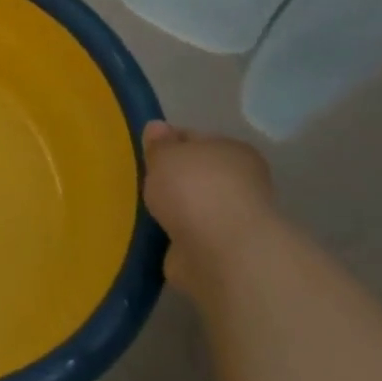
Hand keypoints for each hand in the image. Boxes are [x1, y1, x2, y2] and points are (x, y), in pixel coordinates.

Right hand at [141, 120, 274, 262]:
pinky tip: (153, 235)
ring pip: (193, 207)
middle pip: (197, 175)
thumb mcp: (165, 154)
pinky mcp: (220, 252)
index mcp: (233, 151)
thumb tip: (157, 127)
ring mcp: (231, 220)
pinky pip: (189, 236)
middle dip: (172, 180)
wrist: (219, 252)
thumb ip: (159, 143)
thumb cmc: (194, 189)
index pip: (197, 139)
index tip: (146, 152)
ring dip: (174, 211)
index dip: (170, 143)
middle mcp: (240, 183)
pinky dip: (174, 237)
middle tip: (141, 182)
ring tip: (143, 211)